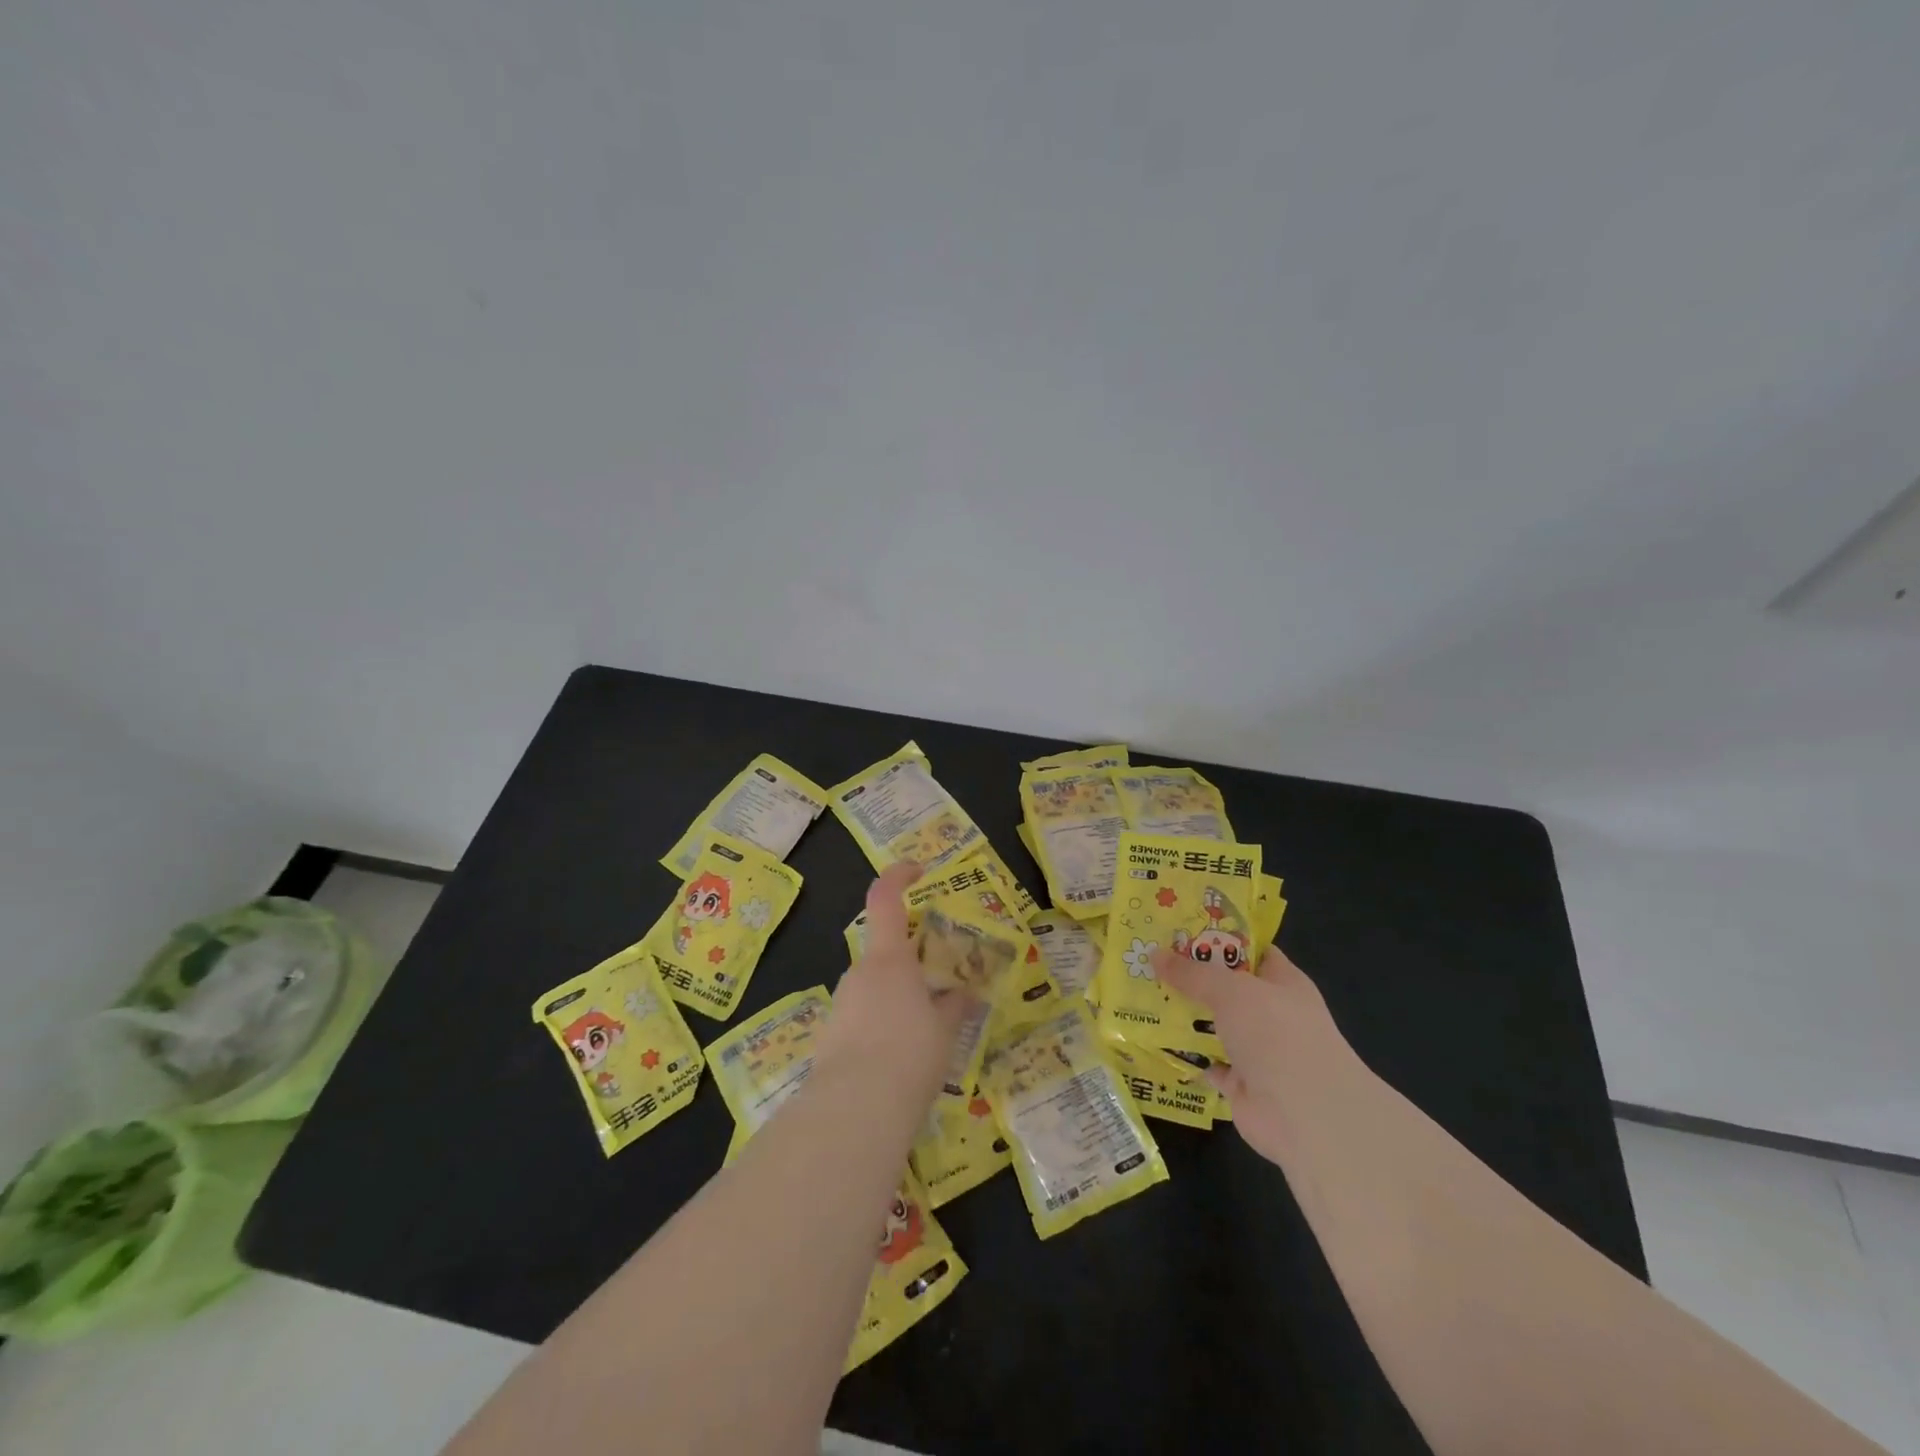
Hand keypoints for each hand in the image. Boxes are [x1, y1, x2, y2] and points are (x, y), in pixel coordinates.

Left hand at [818, 862, 976, 1108]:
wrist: (854, 1110)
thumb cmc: (910, 1055)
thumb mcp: (944, 1030)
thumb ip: (954, 1007)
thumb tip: (965, 993)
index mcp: (889, 958)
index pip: (885, 898)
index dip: (899, 875)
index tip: (918, 871)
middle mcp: (860, 972)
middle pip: (885, 951)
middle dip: (911, 961)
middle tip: (940, 984)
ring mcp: (842, 1003)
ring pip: (875, 986)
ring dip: (897, 996)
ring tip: (926, 1030)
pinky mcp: (831, 1035)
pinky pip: (863, 1016)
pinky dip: (882, 1023)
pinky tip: (900, 1057)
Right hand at [1152, 943, 1355, 1167]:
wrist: (1304, 1114)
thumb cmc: (1276, 1033)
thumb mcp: (1231, 989)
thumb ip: (1192, 973)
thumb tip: (1154, 955)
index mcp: (1282, 982)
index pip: (1250, 951)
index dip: (1218, 939)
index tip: (1179, 930)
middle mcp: (1271, 1014)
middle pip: (1226, 988)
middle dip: (1190, 977)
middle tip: (1148, 961)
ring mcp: (1257, 1050)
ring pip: (1214, 1025)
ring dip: (1184, 1016)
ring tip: (1142, 995)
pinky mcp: (1241, 1083)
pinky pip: (1207, 1061)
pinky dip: (1186, 1055)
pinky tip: (1155, 1039)